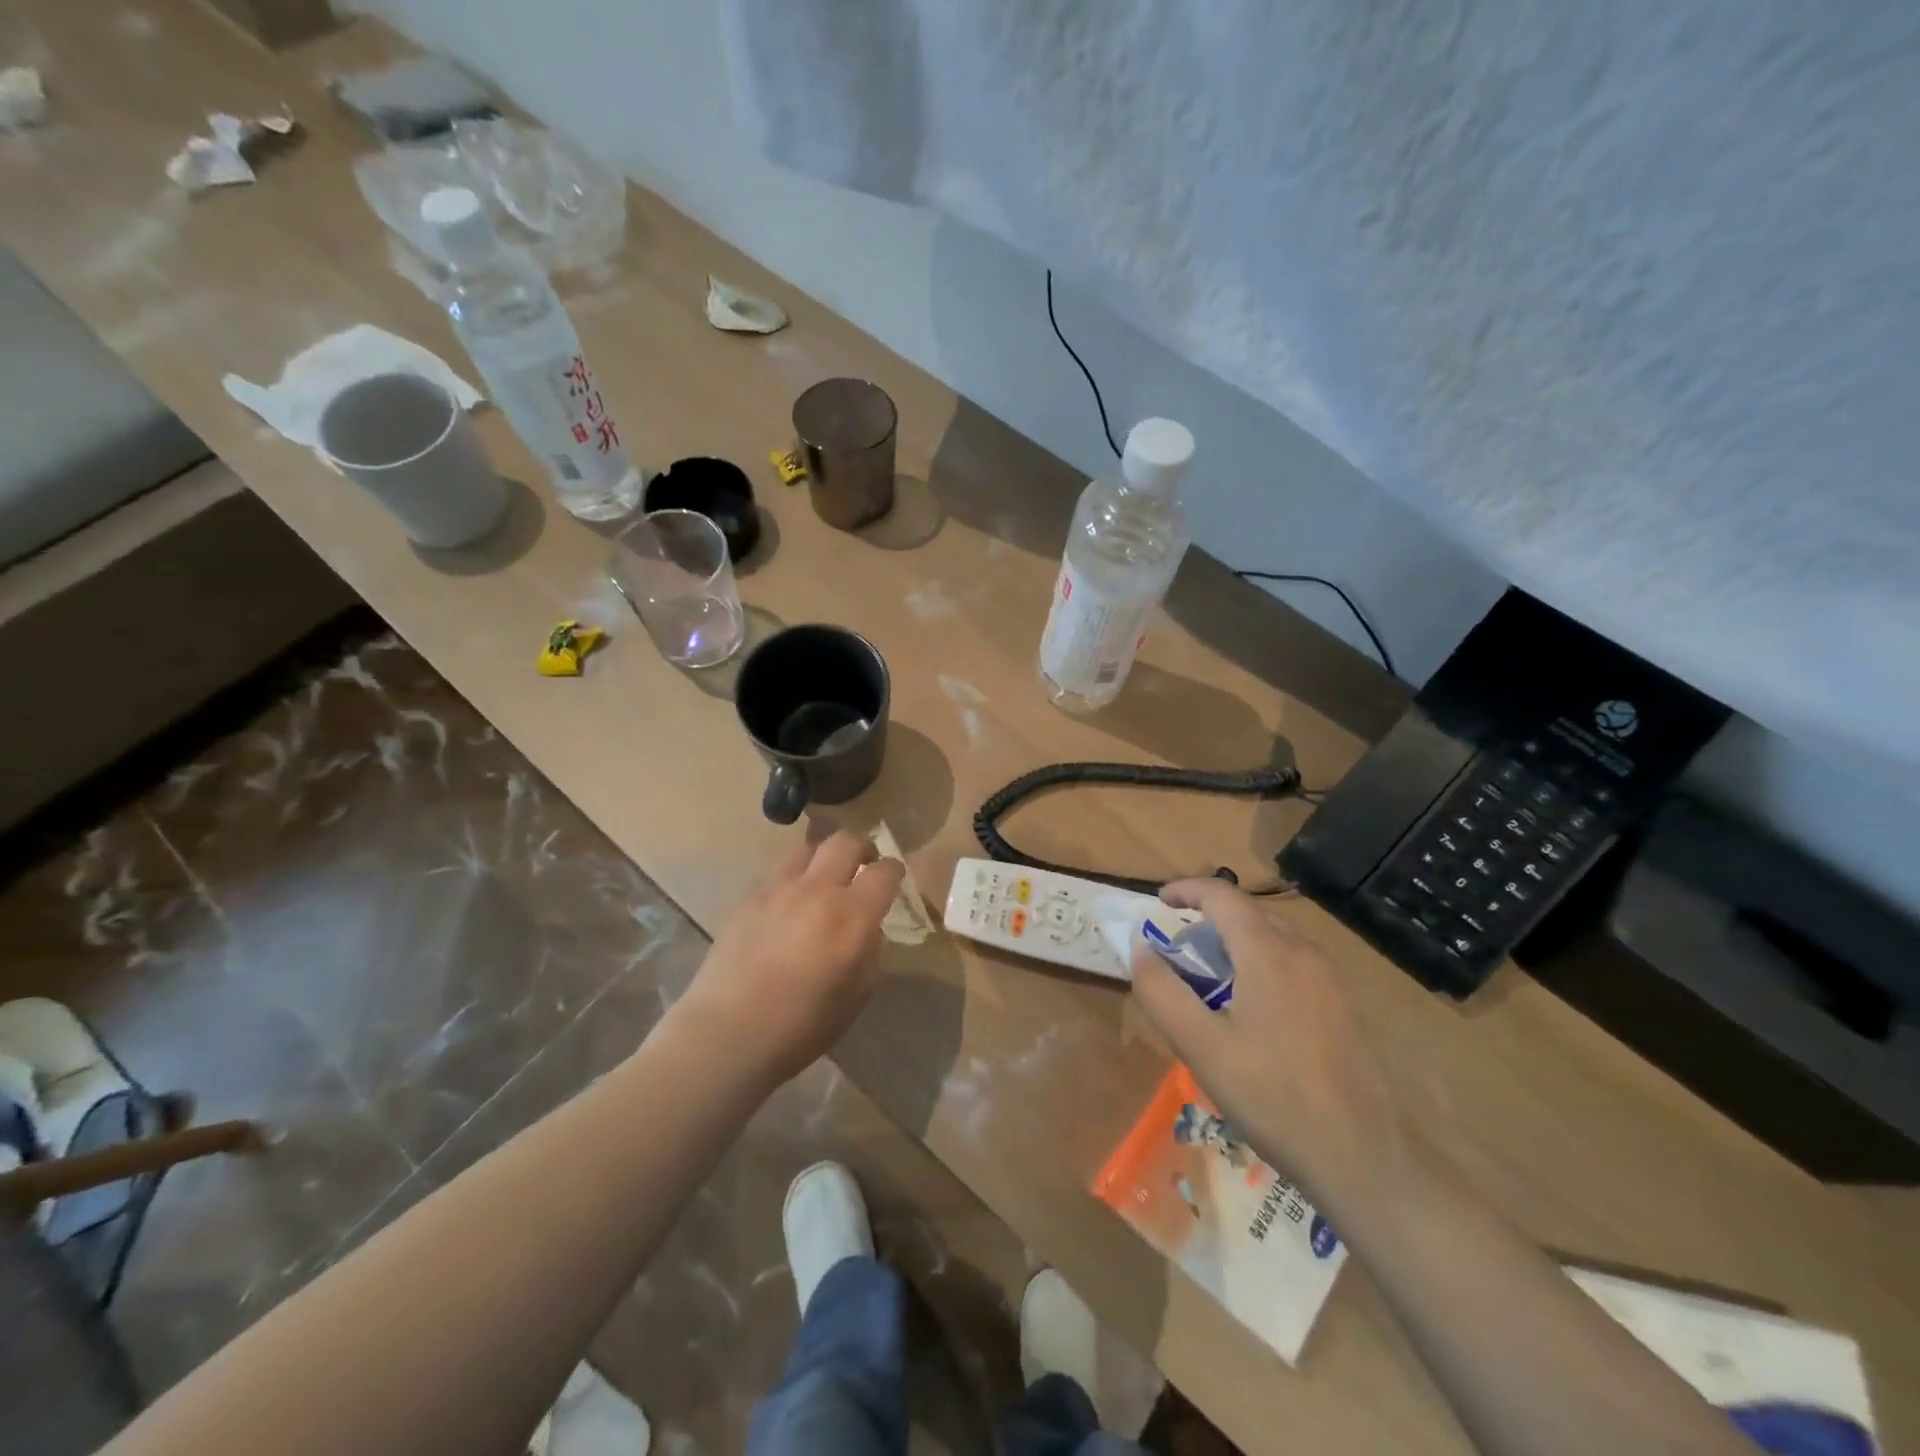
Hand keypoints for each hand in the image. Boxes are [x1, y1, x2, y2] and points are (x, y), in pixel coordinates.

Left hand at [678, 831, 905, 1086]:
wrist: (729, 1032)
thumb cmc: (802, 1026)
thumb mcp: (856, 996)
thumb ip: (870, 953)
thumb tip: (867, 930)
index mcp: (852, 916)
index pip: (884, 871)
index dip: (894, 871)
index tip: (894, 878)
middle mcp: (818, 890)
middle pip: (846, 842)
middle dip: (862, 848)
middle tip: (863, 865)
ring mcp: (779, 889)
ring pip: (808, 849)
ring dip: (823, 858)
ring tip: (823, 878)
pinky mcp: (749, 897)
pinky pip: (778, 870)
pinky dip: (793, 876)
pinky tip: (789, 899)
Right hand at [1129, 879, 1405, 1202]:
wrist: (1361, 1158)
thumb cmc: (1271, 1096)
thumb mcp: (1200, 1046)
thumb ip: (1161, 991)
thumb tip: (1141, 949)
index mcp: (1267, 951)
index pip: (1221, 894)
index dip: (1185, 890)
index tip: (1158, 903)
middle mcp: (1302, 951)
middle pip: (1247, 912)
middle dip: (1207, 918)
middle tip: (1176, 950)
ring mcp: (1328, 979)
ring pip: (1271, 937)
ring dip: (1233, 942)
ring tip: (1207, 980)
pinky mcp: (1341, 1005)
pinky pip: (1291, 963)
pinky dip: (1258, 963)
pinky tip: (1248, 1010)